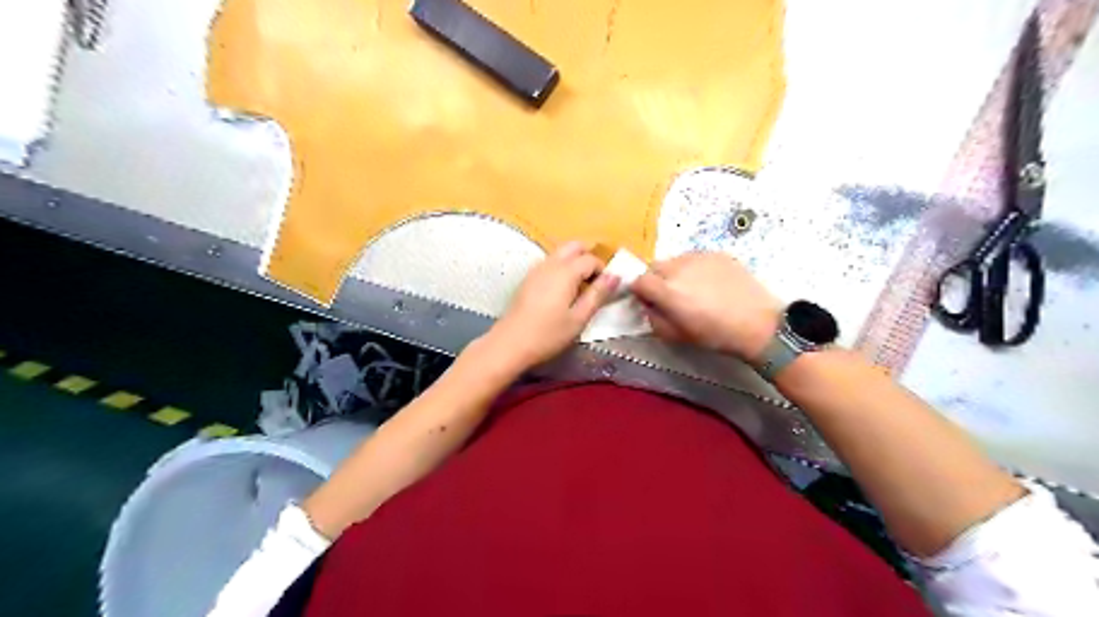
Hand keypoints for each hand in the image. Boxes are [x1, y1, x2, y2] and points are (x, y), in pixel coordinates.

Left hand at [482, 242, 615, 371]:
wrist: (510, 344)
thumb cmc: (548, 334)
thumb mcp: (579, 318)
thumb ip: (598, 295)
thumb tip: (615, 276)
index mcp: (566, 271)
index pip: (591, 259)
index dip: (603, 271)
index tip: (607, 289)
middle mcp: (550, 264)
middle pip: (574, 246)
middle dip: (588, 258)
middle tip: (595, 282)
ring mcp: (536, 270)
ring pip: (560, 253)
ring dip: (574, 263)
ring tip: (580, 289)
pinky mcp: (528, 279)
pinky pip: (550, 263)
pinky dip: (561, 269)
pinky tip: (562, 293)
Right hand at [626, 250, 779, 358]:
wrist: (758, 324)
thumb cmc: (715, 335)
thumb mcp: (676, 336)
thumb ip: (654, 319)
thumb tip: (648, 306)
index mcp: (667, 290)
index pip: (638, 280)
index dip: (639, 291)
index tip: (647, 301)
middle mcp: (679, 267)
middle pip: (654, 266)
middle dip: (655, 279)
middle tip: (669, 296)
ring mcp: (699, 257)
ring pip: (675, 260)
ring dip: (675, 272)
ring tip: (693, 289)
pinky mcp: (717, 253)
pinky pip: (695, 258)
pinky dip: (695, 269)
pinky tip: (710, 284)